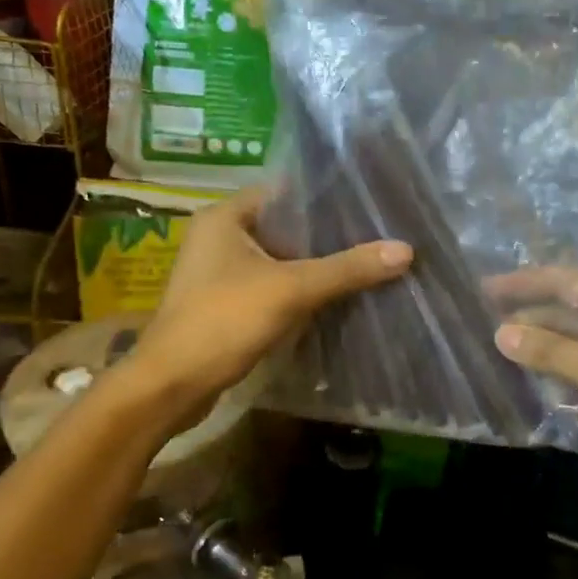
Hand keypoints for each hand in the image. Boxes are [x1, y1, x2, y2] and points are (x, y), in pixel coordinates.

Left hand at [124, 186, 411, 421]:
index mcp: (224, 217)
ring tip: (362, 262)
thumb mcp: (291, 290)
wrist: (172, 386)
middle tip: (373, 234)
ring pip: (277, 259)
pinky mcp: (223, 303)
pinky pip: (269, 285)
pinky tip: (332, 296)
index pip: (283, 192)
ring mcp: (217, 272)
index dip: (324, 199)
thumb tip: (406, 250)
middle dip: (324, 235)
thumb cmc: (224, 321)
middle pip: (283, 227)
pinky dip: (296, 289)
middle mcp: (217, 236)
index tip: (366, 205)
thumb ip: (346, 269)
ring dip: (312, 265)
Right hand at [490, 271, 577, 514]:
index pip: (569, 281)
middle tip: (483, 317)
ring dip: (544, 342)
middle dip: (531, 313)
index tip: (484, 288)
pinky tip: (535, 375)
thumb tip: (500, 333)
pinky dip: (563, 367)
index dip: (525, 284)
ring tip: (500, 345)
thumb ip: (550, 349)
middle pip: (573, 307)